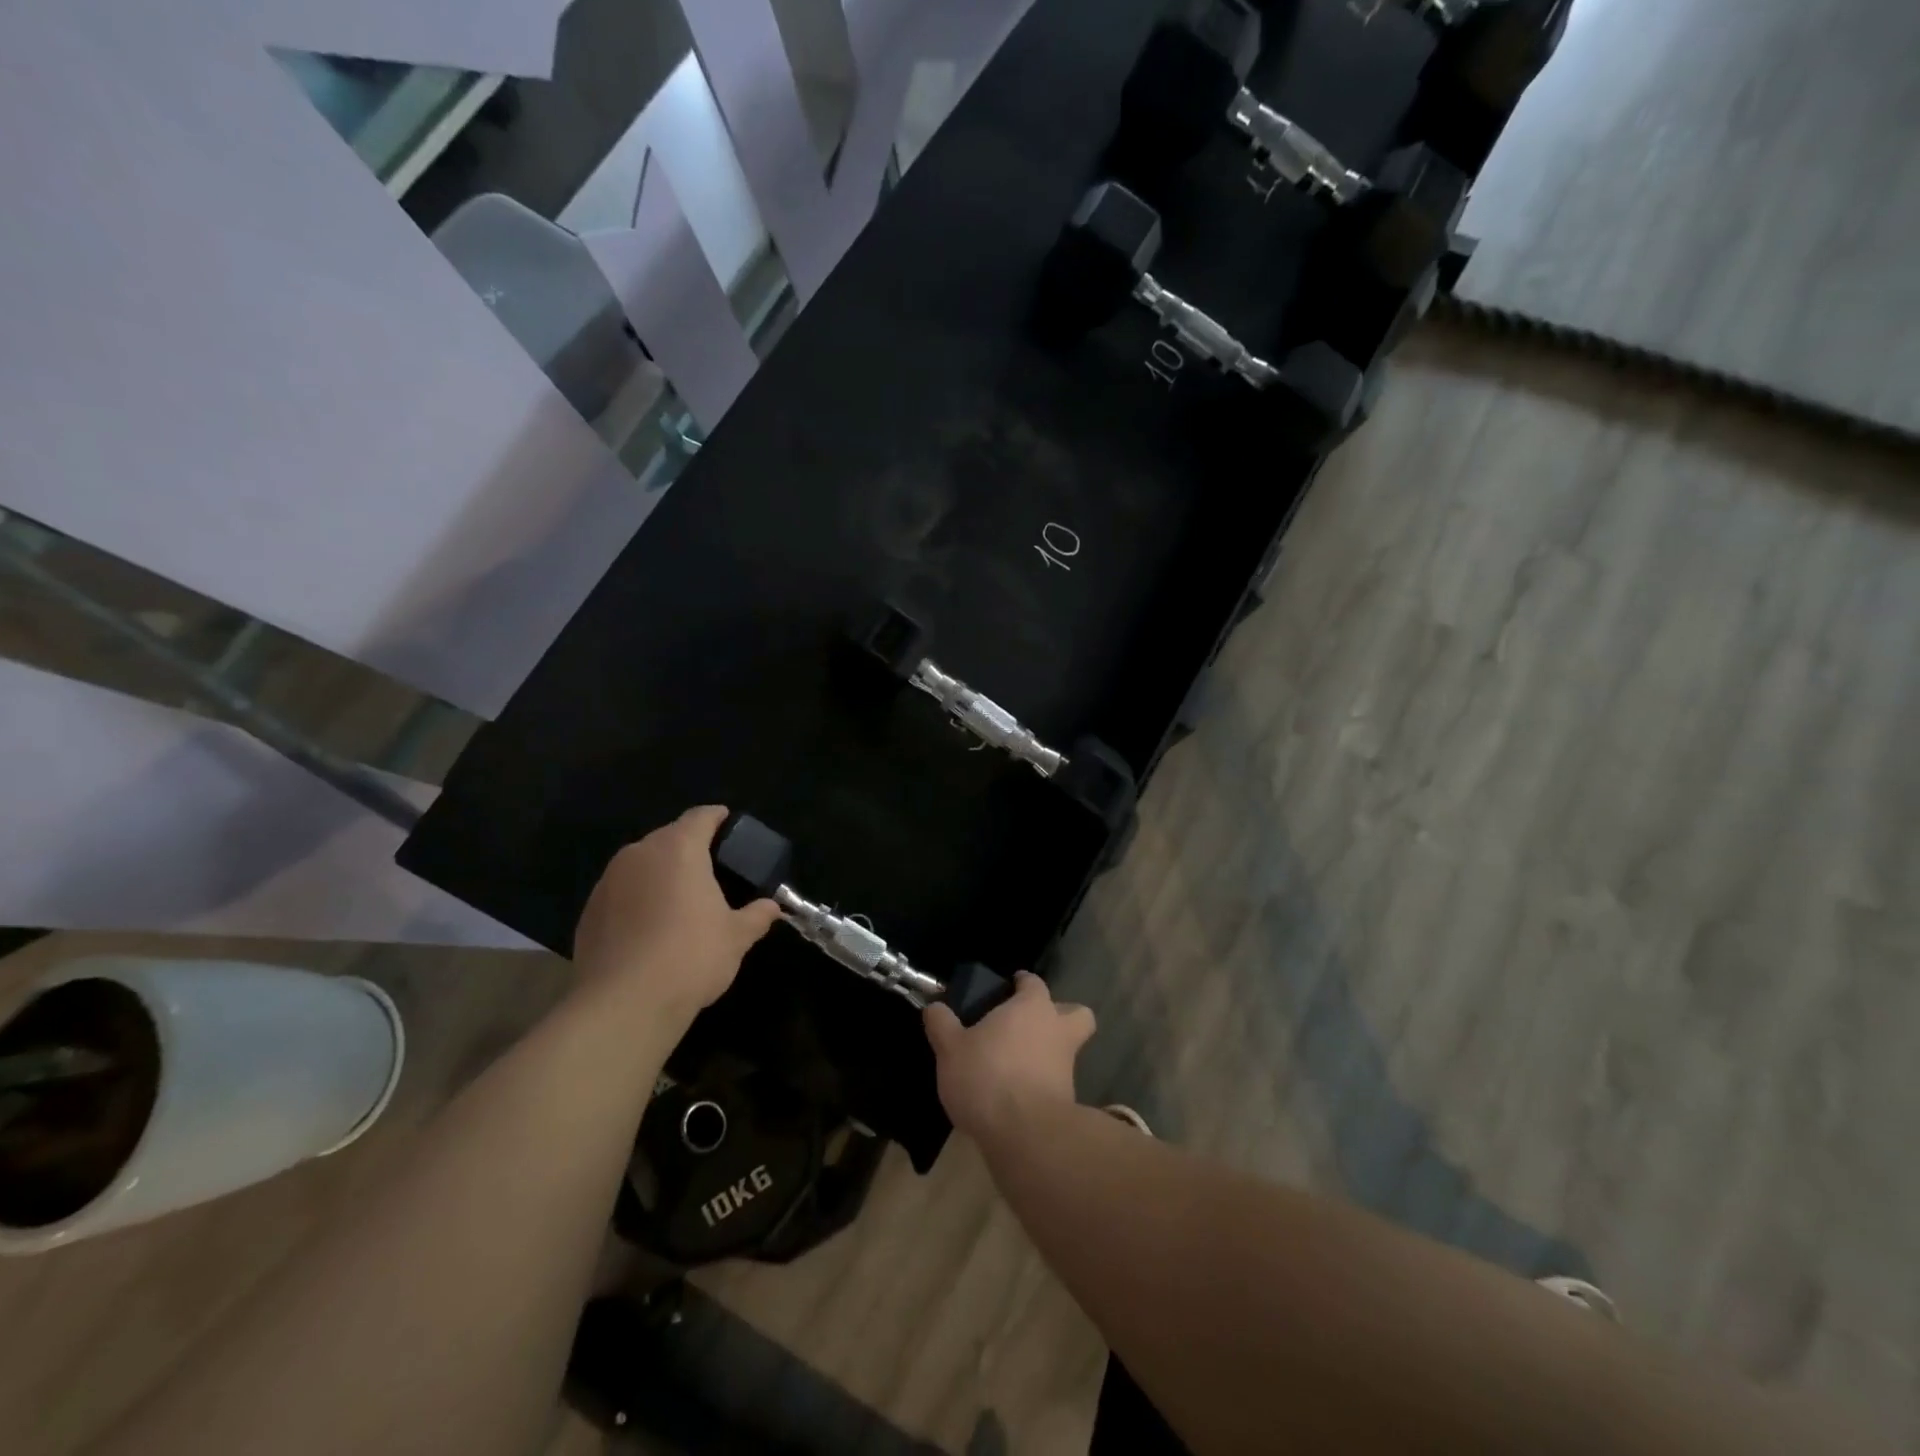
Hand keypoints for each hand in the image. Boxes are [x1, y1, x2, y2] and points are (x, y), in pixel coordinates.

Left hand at [571, 806, 781, 1027]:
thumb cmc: (691, 956)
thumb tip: (771, 907)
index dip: (718, 818)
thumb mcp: (736, 937)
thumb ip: (756, 916)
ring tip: (680, 900)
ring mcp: (608, 882)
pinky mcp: (588, 911)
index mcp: (679, 849)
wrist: (624, 1004)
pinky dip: (637, 900)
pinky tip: (649, 928)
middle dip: (689, 848)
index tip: (729, 824)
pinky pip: (621, 893)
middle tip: (711, 870)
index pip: (701, 817)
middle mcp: (640, 854)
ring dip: (660, 874)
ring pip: (641, 864)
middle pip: (668, 837)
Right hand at [924, 973, 1094, 1142]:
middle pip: (1076, 1013)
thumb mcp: (950, 1049)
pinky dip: (1044, 1083)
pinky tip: (1018, 1094)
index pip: (1034, 983)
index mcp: (1032, 1007)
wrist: (1025, 1134)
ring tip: (1019, 1063)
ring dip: (1051, 1052)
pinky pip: (1058, 1082)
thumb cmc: (987, 1076)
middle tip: (1030, 1025)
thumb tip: (934, 1007)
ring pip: (1069, 1049)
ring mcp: (1067, 1066)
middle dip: (1060, 1015)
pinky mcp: (1069, 1100)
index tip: (1010, 987)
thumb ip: (942, 1024)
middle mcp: (1057, 1030)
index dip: (1023, 984)